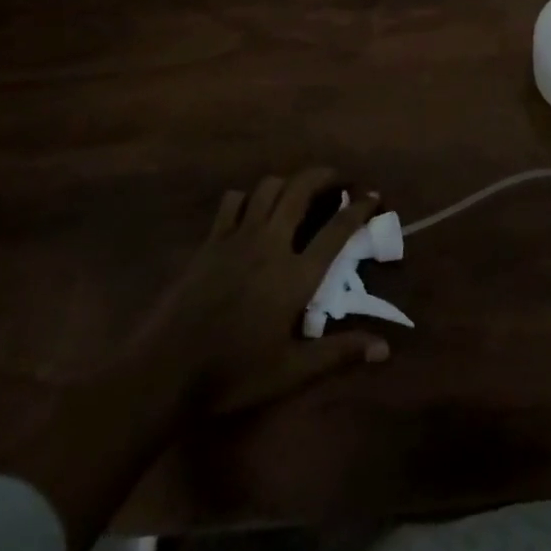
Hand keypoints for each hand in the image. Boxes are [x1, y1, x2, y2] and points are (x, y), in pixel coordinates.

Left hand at [128, 167, 391, 416]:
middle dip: (326, 176)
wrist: (166, 371)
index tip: (373, 196)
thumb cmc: (233, 374)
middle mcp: (271, 244)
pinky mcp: (211, 240)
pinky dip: (249, 197)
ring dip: (290, 182)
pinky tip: (254, 209)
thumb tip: (384, 349)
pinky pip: (233, 202)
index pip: (337, 229)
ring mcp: (238, 237)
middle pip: (302, 189)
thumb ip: (338, 354)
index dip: (359, 208)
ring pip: (269, 187)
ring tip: (301, 192)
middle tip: (340, 181)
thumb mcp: (291, 371)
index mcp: (295, 275)